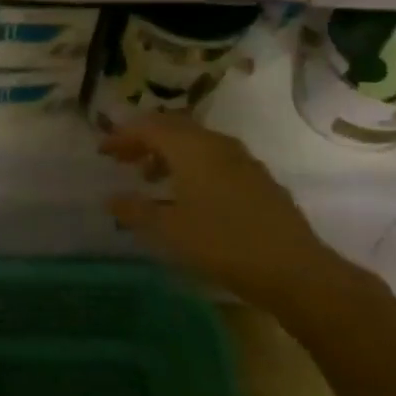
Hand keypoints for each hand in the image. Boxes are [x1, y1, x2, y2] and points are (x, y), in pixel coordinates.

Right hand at [100, 113, 336, 305]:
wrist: (294, 269)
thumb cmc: (223, 244)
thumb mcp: (170, 231)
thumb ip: (136, 212)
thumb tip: (111, 199)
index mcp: (191, 148)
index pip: (149, 127)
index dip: (122, 136)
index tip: (102, 151)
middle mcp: (216, 143)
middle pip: (172, 128)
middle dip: (144, 140)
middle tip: (122, 159)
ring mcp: (241, 158)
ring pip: (195, 142)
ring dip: (168, 153)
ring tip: (150, 178)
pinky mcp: (257, 177)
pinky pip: (213, 157)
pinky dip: (191, 165)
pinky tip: (188, 194)